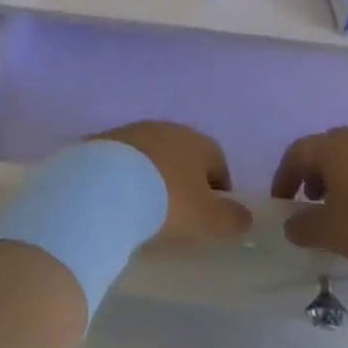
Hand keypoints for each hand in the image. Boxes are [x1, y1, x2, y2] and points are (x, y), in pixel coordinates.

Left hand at [93, 123, 252, 245]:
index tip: (209, 218)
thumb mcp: (207, 219)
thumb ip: (232, 219)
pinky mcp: (102, 141)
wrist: (104, 187)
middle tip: (176, 215)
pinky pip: (122, 162)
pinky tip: (116, 201)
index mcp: (198, 142)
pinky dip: (123, 178)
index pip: (218, 162)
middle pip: (183, 156)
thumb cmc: (166, 202)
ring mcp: (133, 131)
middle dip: (183, 181)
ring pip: (151, 156)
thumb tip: (245, 217)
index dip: (218, 190)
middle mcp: (168, 128)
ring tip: (143, 209)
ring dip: (152, 177)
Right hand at [271, 128, 347, 264]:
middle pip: (324, 150)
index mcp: (330, 147)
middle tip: (313, 204)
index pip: (296, 153)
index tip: (282, 202)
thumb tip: (290, 223)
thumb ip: (306, 228)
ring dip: (342, 179)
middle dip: (313, 176)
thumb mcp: (336, 232)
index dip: (284, 177)